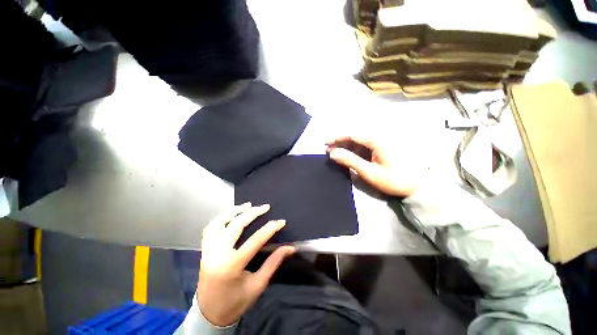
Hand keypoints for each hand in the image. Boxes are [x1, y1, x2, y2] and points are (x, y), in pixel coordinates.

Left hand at [197, 203, 294, 326]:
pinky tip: (230, 213)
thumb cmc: (236, 302)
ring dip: (234, 211)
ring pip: (219, 223)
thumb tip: (290, 248)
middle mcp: (217, 254)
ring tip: (248, 205)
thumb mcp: (258, 285)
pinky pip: (210, 228)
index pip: (255, 240)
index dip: (270, 228)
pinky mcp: (204, 250)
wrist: (209, 314)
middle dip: (253, 213)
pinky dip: (221, 218)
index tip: (281, 221)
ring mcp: (208, 251)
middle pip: (236, 226)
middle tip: (266, 207)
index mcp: (232, 266)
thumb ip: (274, 263)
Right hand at [326, 135, 427, 196]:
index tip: (325, 143)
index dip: (337, 138)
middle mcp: (380, 136)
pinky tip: (349, 155)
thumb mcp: (369, 172)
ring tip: (336, 153)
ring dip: (347, 146)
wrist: (418, 185)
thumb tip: (333, 153)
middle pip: (355, 135)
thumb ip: (350, 161)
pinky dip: (355, 149)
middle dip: (340, 142)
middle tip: (329, 150)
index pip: (352, 134)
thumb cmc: (394, 180)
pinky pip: (366, 145)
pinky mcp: (383, 146)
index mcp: (377, 140)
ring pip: (359, 140)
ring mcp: (382, 141)